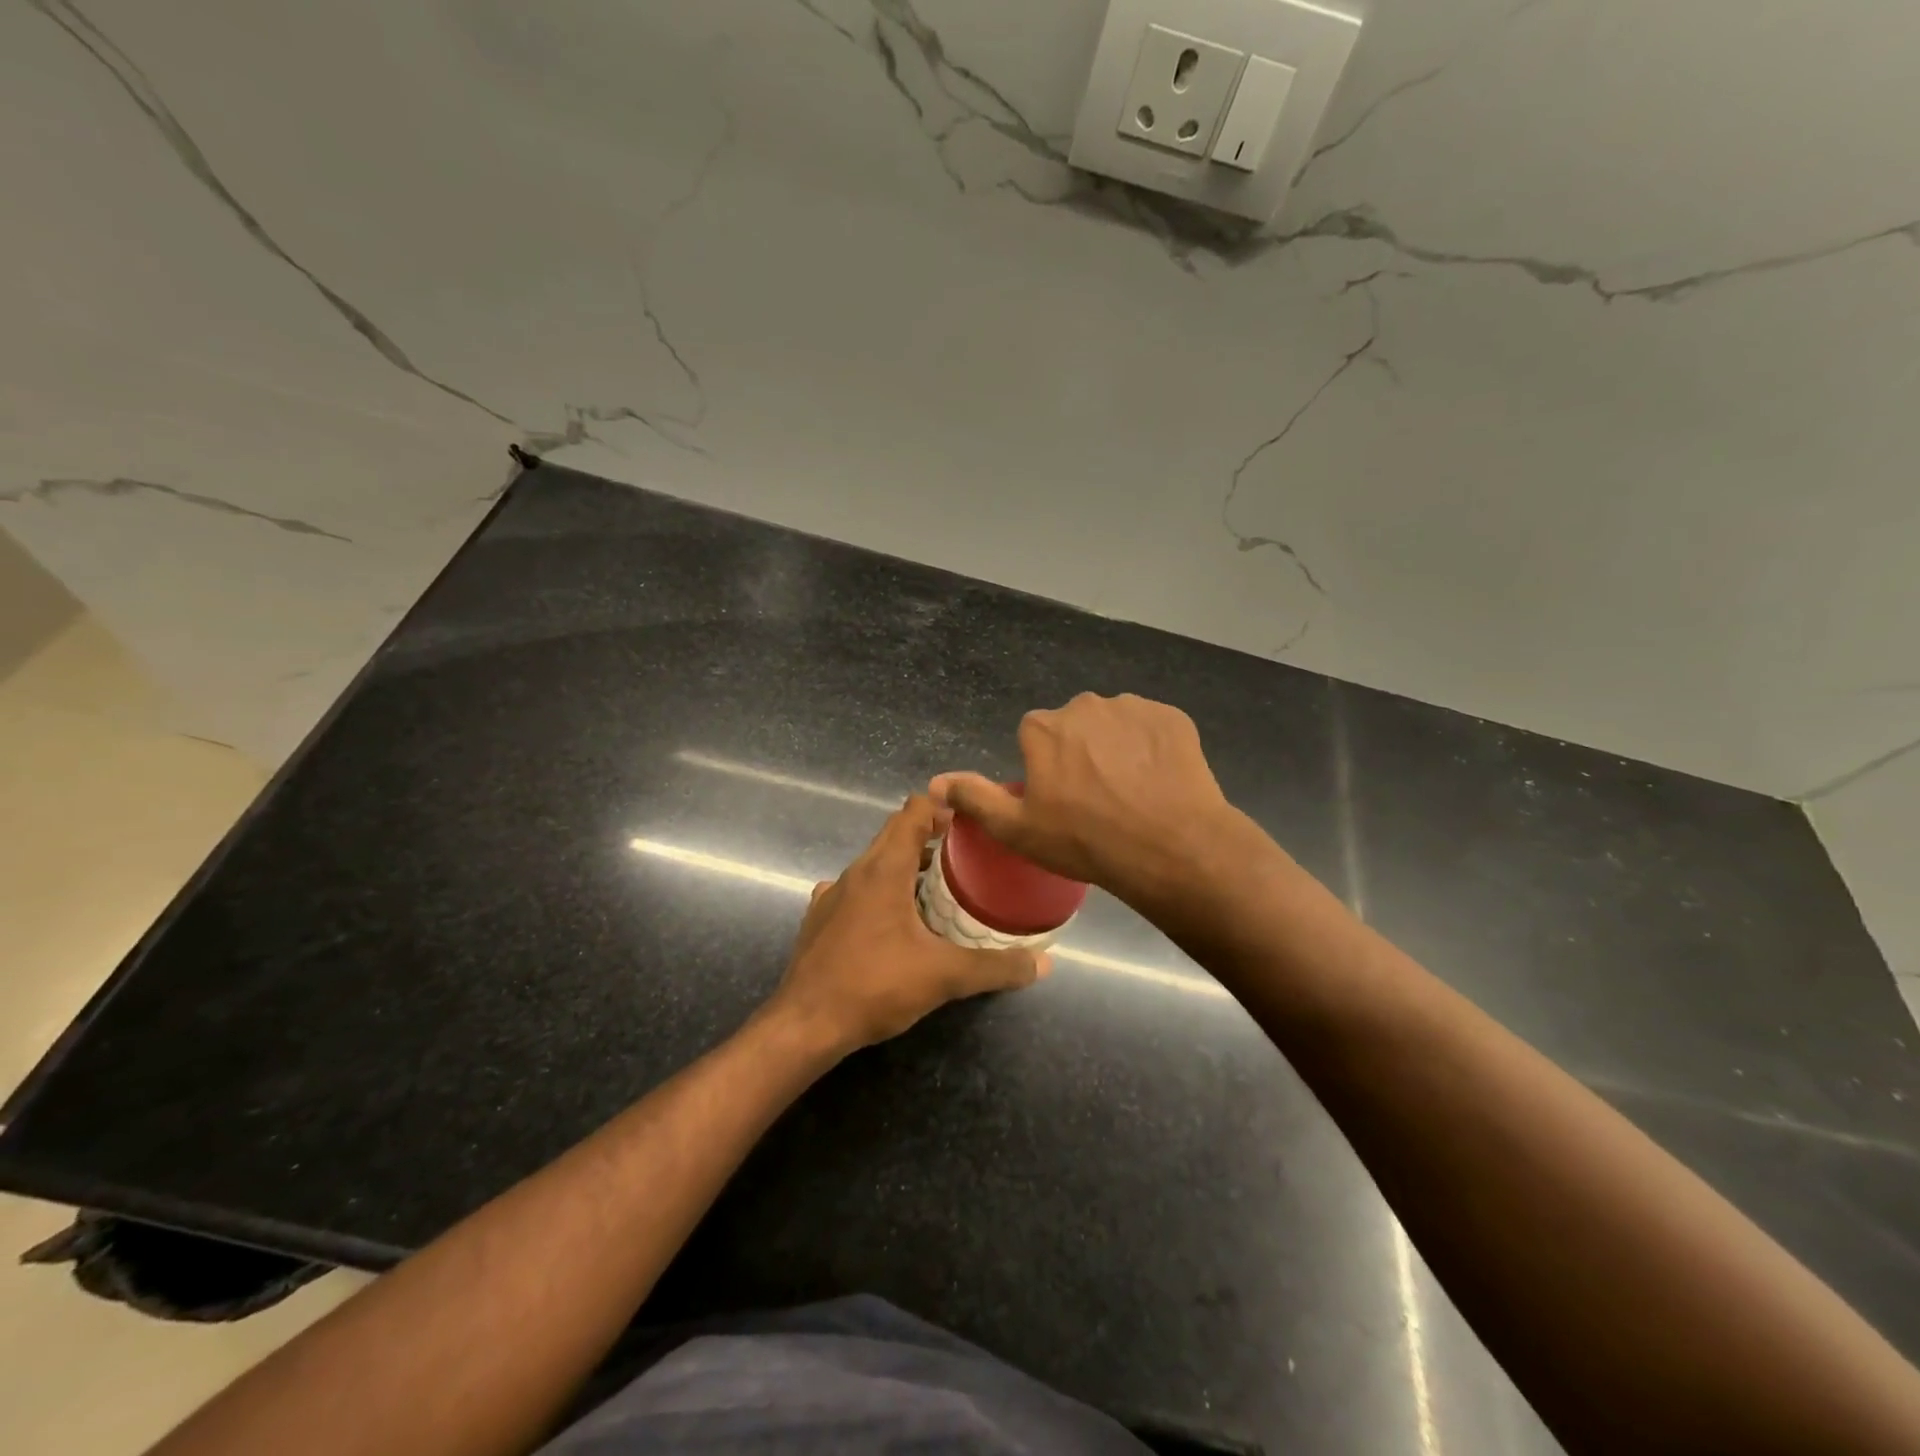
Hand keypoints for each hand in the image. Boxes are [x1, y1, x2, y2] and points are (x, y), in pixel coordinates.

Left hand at [766, 795, 1049, 1055]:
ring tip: (938, 887)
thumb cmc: (875, 986)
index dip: (942, 807)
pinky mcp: (820, 919)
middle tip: (966, 853)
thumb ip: (995, 967)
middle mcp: (855, 872)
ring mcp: (832, 895)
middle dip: (930, 836)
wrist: (804, 1025)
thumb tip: (1043, 963)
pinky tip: (894, 922)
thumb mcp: (944, 976)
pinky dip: (880, 892)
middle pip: (894, 834)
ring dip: (906, 865)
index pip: (913, 813)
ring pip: (874, 864)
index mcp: (884, 869)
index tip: (971, 820)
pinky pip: (856, 890)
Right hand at [929, 692, 1245, 908]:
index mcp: (1043, 727)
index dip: (1045, 768)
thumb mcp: (1017, 829)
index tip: (1060, 800)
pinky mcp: (1172, 717)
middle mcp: (1084, 705)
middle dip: (1080, 753)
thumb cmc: (1084, 840)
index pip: (1034, 737)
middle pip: (1074, 726)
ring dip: (1117, 748)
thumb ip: (974, 798)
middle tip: (1096, 799)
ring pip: (1114, 725)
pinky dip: (1152, 748)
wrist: (1169, 846)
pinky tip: (1159, 781)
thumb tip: (934, 782)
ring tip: (1131, 793)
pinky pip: (1152, 728)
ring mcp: (1132, 707)